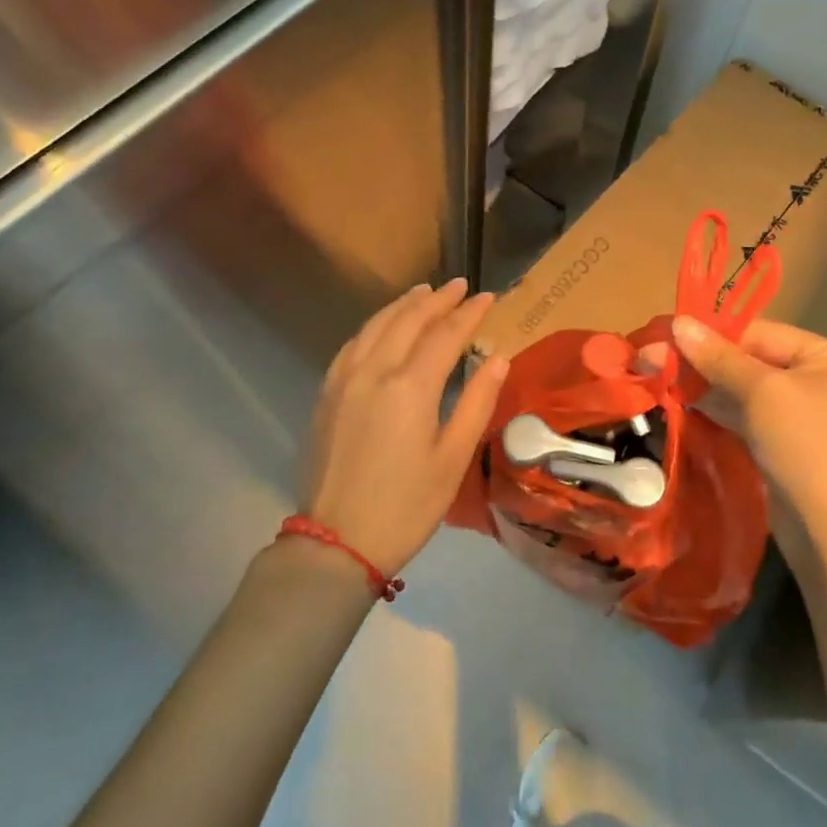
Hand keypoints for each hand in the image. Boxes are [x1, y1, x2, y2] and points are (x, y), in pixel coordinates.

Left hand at [298, 279, 509, 577]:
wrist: (338, 541)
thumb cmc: (407, 504)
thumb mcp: (453, 458)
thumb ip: (477, 402)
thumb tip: (499, 357)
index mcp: (410, 386)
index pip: (445, 334)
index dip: (469, 313)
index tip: (488, 297)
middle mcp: (374, 371)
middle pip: (408, 320)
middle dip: (436, 299)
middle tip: (459, 286)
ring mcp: (345, 380)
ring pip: (376, 325)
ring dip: (403, 305)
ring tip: (423, 292)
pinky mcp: (327, 394)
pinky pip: (353, 343)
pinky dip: (374, 325)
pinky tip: (383, 326)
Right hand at [671, 316, 826, 561]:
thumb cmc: (805, 447)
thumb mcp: (761, 393)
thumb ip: (718, 357)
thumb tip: (679, 322)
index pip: (760, 332)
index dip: (711, 332)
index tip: (666, 330)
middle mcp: (820, 378)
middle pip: (750, 358)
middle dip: (701, 359)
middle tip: (651, 354)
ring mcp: (803, 411)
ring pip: (743, 387)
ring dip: (702, 382)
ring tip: (655, 372)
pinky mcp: (784, 440)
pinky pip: (746, 413)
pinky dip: (715, 406)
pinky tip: (678, 397)